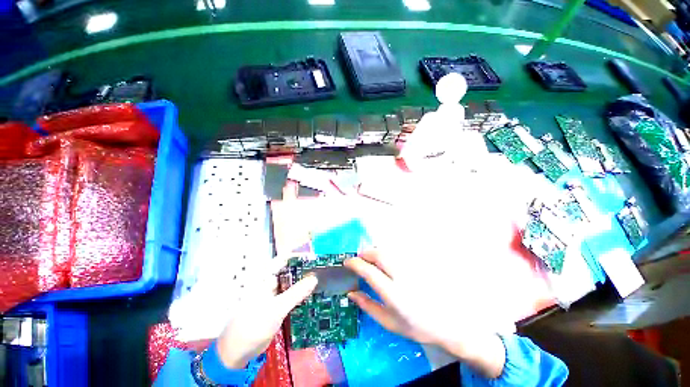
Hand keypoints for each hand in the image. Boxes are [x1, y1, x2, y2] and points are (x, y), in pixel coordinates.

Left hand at [216, 260, 317, 368]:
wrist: (238, 353)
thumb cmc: (253, 326)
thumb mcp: (276, 309)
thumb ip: (296, 293)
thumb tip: (314, 278)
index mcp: (265, 277)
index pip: (284, 259)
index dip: (299, 256)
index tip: (315, 258)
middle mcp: (270, 282)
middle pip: (290, 270)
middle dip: (305, 269)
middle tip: (322, 270)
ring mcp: (274, 294)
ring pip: (291, 283)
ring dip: (304, 282)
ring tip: (321, 280)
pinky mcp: (277, 305)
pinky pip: (291, 295)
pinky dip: (300, 294)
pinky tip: (312, 295)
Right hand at [345, 250, 505, 378]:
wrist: (449, 322)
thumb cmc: (417, 326)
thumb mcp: (390, 323)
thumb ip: (368, 306)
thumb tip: (351, 293)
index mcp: (394, 294)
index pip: (369, 272)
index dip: (355, 264)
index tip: (347, 262)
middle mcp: (403, 277)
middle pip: (379, 254)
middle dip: (365, 253)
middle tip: (359, 258)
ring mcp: (413, 267)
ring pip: (389, 250)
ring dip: (375, 251)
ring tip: (370, 257)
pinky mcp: (420, 263)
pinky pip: (399, 251)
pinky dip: (387, 252)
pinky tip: (386, 259)